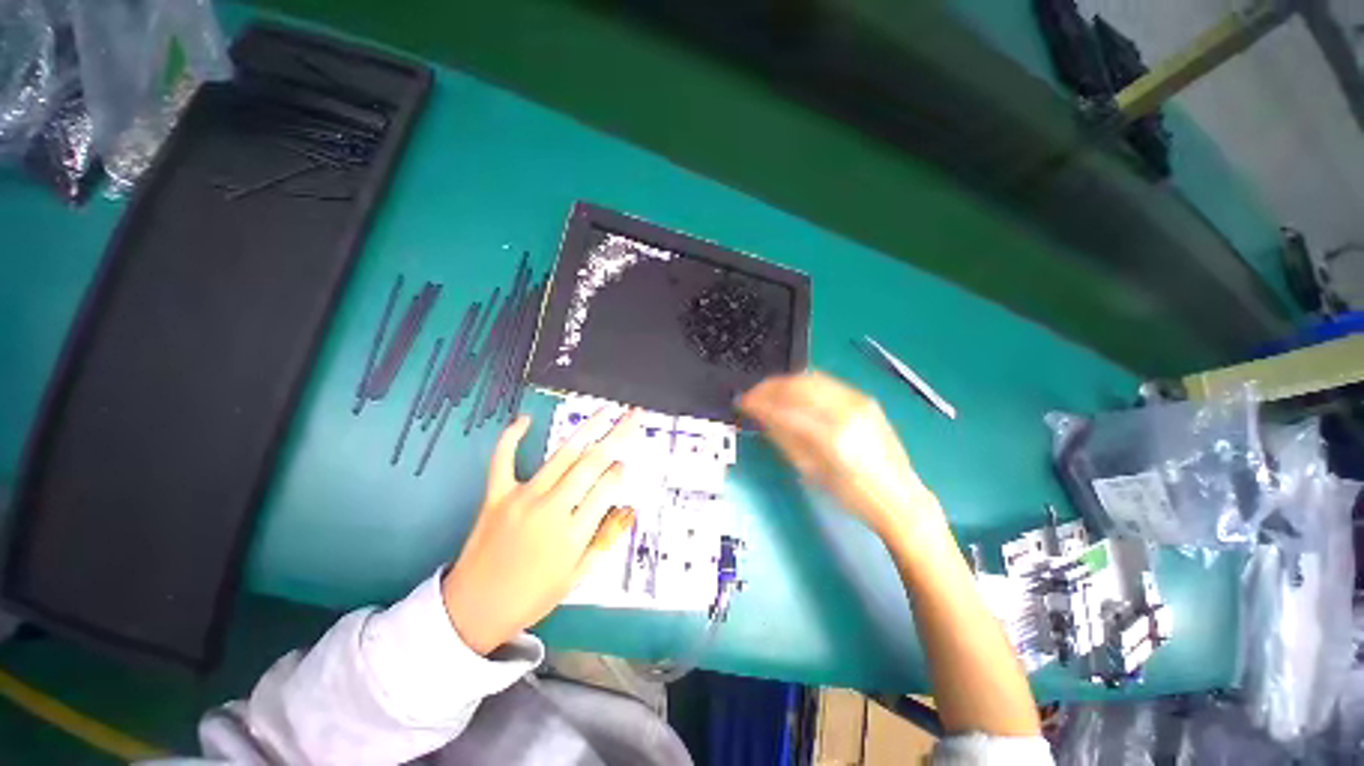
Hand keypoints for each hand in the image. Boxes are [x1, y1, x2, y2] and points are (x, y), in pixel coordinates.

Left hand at [442, 409, 639, 654]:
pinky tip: (524, 419)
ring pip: (562, 456)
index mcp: (572, 534)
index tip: (626, 464)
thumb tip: (629, 509)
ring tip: (606, 410)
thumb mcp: (576, 577)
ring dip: (587, 429)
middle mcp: (550, 509)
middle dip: (617, 436)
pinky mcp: (496, 495)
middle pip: (591, 464)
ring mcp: (521, 499)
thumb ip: (605, 540)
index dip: (620, 472)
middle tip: (633, 416)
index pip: (606, 489)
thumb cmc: (531, 597)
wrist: (472, 611)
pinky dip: (511, 437)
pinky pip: (503, 460)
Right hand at [738, 372, 940, 536]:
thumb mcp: (811, 472)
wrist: (899, 496)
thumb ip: (784, 439)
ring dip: (784, 382)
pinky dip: (803, 384)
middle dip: (769, 387)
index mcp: (831, 437)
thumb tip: (760, 416)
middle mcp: (846, 411)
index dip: (758, 402)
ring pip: (811, 378)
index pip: (784, 408)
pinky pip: (825, 382)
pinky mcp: (864, 399)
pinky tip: (793, 393)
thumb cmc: (852, 495)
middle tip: (752, 395)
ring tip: (768, 392)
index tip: (742, 402)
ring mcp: (859, 401)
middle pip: (797, 385)